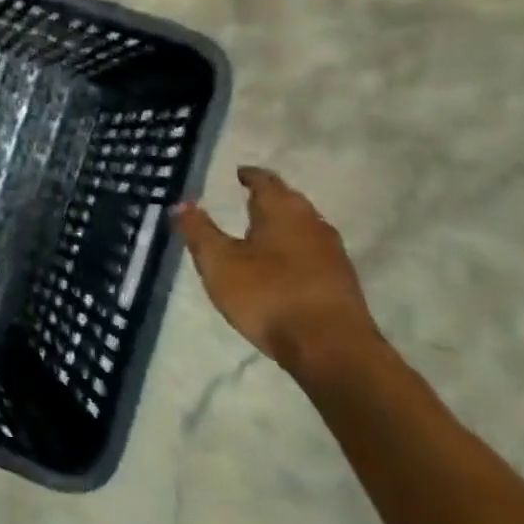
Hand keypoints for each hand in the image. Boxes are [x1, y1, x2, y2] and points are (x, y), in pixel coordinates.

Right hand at [175, 166, 380, 375]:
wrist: (332, 350)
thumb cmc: (268, 295)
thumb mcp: (218, 261)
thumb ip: (198, 230)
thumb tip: (182, 203)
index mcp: (282, 212)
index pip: (266, 181)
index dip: (250, 175)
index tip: (239, 173)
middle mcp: (312, 225)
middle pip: (290, 202)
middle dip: (269, 197)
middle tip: (248, 197)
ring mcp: (332, 254)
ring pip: (304, 227)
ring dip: (283, 224)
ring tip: (261, 230)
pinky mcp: (341, 283)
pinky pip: (312, 252)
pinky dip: (294, 249)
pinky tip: (282, 265)